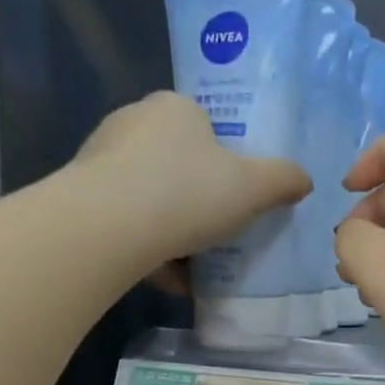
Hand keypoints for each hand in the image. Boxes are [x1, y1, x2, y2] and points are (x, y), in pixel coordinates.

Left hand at [73, 91, 309, 265]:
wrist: (107, 228)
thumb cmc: (187, 193)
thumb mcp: (252, 188)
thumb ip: (282, 180)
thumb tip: (303, 179)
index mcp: (175, 108)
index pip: (206, 126)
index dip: (226, 161)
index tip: (236, 195)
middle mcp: (133, 122)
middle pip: (177, 163)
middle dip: (198, 199)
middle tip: (219, 231)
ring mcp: (101, 157)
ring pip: (150, 196)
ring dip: (172, 229)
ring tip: (193, 265)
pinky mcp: (81, 195)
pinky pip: (126, 221)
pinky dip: (147, 247)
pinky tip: (164, 277)